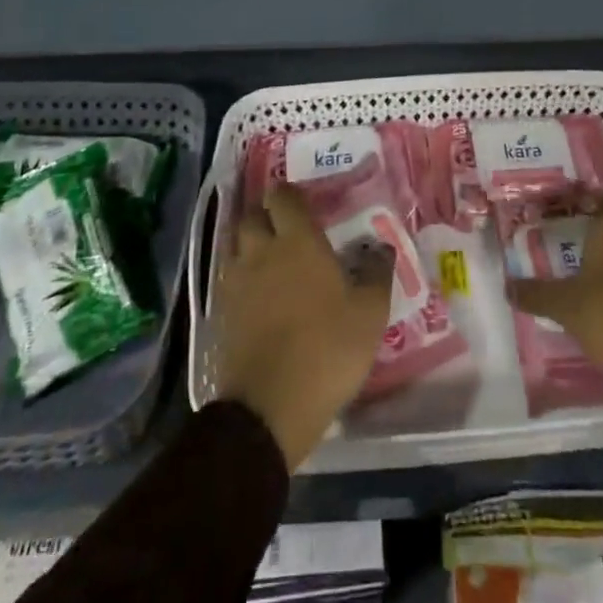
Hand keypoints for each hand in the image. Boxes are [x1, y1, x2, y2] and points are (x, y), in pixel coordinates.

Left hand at [213, 184, 391, 467]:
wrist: (269, 407)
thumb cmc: (326, 349)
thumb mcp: (369, 313)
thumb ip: (376, 273)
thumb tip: (381, 245)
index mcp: (297, 241)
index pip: (283, 197)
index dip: (290, 194)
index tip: (304, 201)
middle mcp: (261, 251)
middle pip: (252, 216)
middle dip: (265, 215)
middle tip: (286, 228)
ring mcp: (237, 282)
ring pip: (236, 246)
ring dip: (250, 245)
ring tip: (270, 259)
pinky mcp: (222, 314)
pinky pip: (230, 279)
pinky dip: (242, 278)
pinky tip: (258, 295)